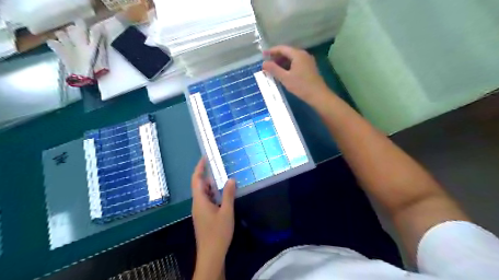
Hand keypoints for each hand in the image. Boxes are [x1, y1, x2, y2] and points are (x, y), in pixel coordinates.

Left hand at [191, 158, 236, 277]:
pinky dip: (213, 195)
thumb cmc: (218, 232)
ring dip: (212, 187)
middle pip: (200, 186)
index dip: (199, 168)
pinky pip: (207, 201)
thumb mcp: (226, 211)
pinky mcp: (203, 217)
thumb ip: (228, 194)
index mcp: (200, 200)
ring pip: (204, 194)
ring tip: (224, 182)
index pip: (196, 179)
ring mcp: (199, 211)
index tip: (205, 158)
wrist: (211, 254)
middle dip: (209, 177)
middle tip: (221, 170)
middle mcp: (197, 204)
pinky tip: (223, 196)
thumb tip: (231, 179)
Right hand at [263, 44, 330, 104]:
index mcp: (297, 54)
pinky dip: (288, 66)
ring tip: (274, 69)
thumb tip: (264, 63)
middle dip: (277, 57)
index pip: (282, 48)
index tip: (263, 55)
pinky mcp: (310, 68)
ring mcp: (308, 61)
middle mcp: (303, 54)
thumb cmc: (301, 86)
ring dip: (282, 62)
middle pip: (287, 52)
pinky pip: (297, 63)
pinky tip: (284, 73)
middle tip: (267, 64)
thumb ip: (274, 69)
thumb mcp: (285, 78)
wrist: (318, 95)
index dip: (271, 51)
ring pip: (292, 58)